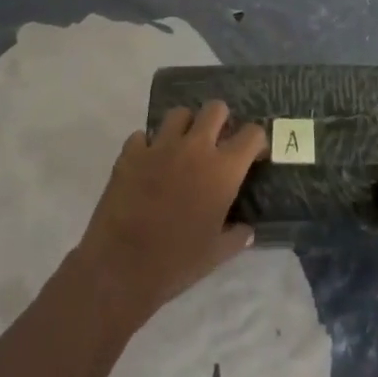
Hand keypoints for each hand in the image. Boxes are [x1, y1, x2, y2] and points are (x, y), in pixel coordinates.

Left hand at [73, 101, 266, 326]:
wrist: (121, 268)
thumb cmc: (176, 263)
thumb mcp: (216, 254)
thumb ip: (237, 236)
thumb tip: (247, 230)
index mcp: (223, 170)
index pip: (252, 134)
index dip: (256, 141)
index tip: (253, 155)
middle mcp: (195, 147)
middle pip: (215, 109)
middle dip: (220, 121)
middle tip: (216, 143)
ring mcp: (160, 146)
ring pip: (179, 114)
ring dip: (184, 127)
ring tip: (180, 148)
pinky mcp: (131, 152)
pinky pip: (143, 136)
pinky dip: (148, 146)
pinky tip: (147, 165)